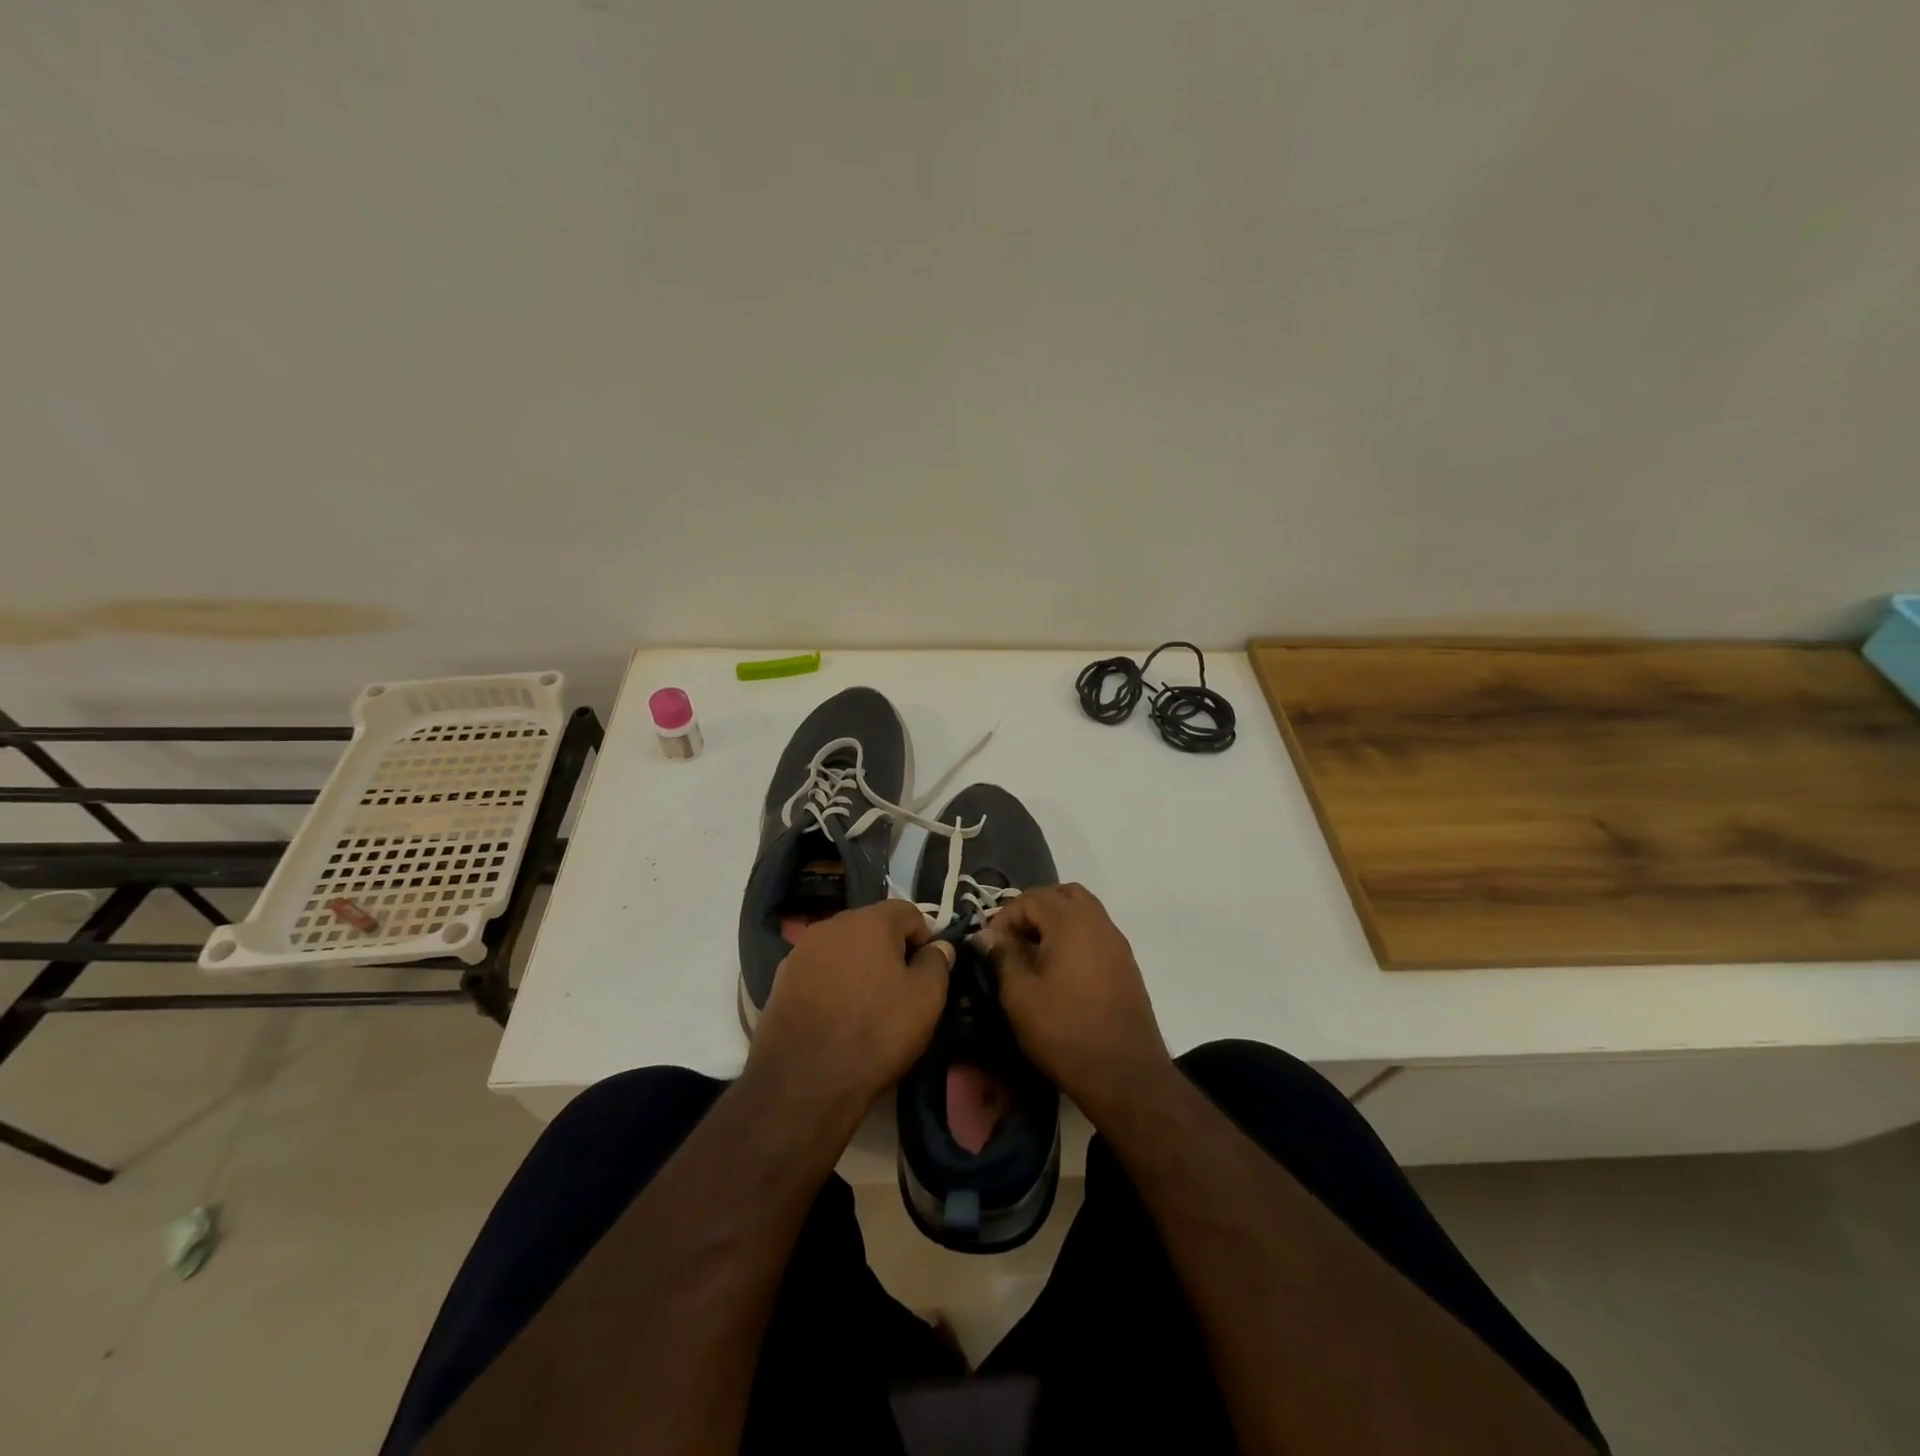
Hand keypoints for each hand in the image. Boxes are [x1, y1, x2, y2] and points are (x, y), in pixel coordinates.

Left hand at [746, 900, 953, 1118]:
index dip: (925, 938)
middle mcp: (833, 923)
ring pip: (844, 948)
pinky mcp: (782, 977)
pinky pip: (819, 969)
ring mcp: (802, 950)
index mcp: (871, 920)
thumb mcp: (926, 999)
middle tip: (900, 989)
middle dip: (890, 950)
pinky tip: (836, 1014)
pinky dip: (833, 983)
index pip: (909, 912)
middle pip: (873, 926)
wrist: (803, 1079)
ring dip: (859, 965)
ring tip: (866, 1004)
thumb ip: (937, 963)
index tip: (927, 971)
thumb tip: (940, 946)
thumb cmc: (875, 1032)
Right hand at [975, 883, 1172, 1125]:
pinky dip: (1074, 938)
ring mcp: (1117, 943)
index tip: (989, 945)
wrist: (1124, 1074)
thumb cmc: (1064, 1031)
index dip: (1005, 916)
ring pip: (1084, 911)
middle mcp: (1099, 922)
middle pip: (1064, 895)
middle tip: (1013, 939)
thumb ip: (1001, 956)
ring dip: (1056, 922)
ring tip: (1033, 954)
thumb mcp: (1020, 995)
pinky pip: (1096, 933)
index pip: (1032, 898)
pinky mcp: (1126, 965)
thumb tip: (986, 935)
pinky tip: (1059, 971)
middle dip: (1034, 909)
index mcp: (1071, 922)